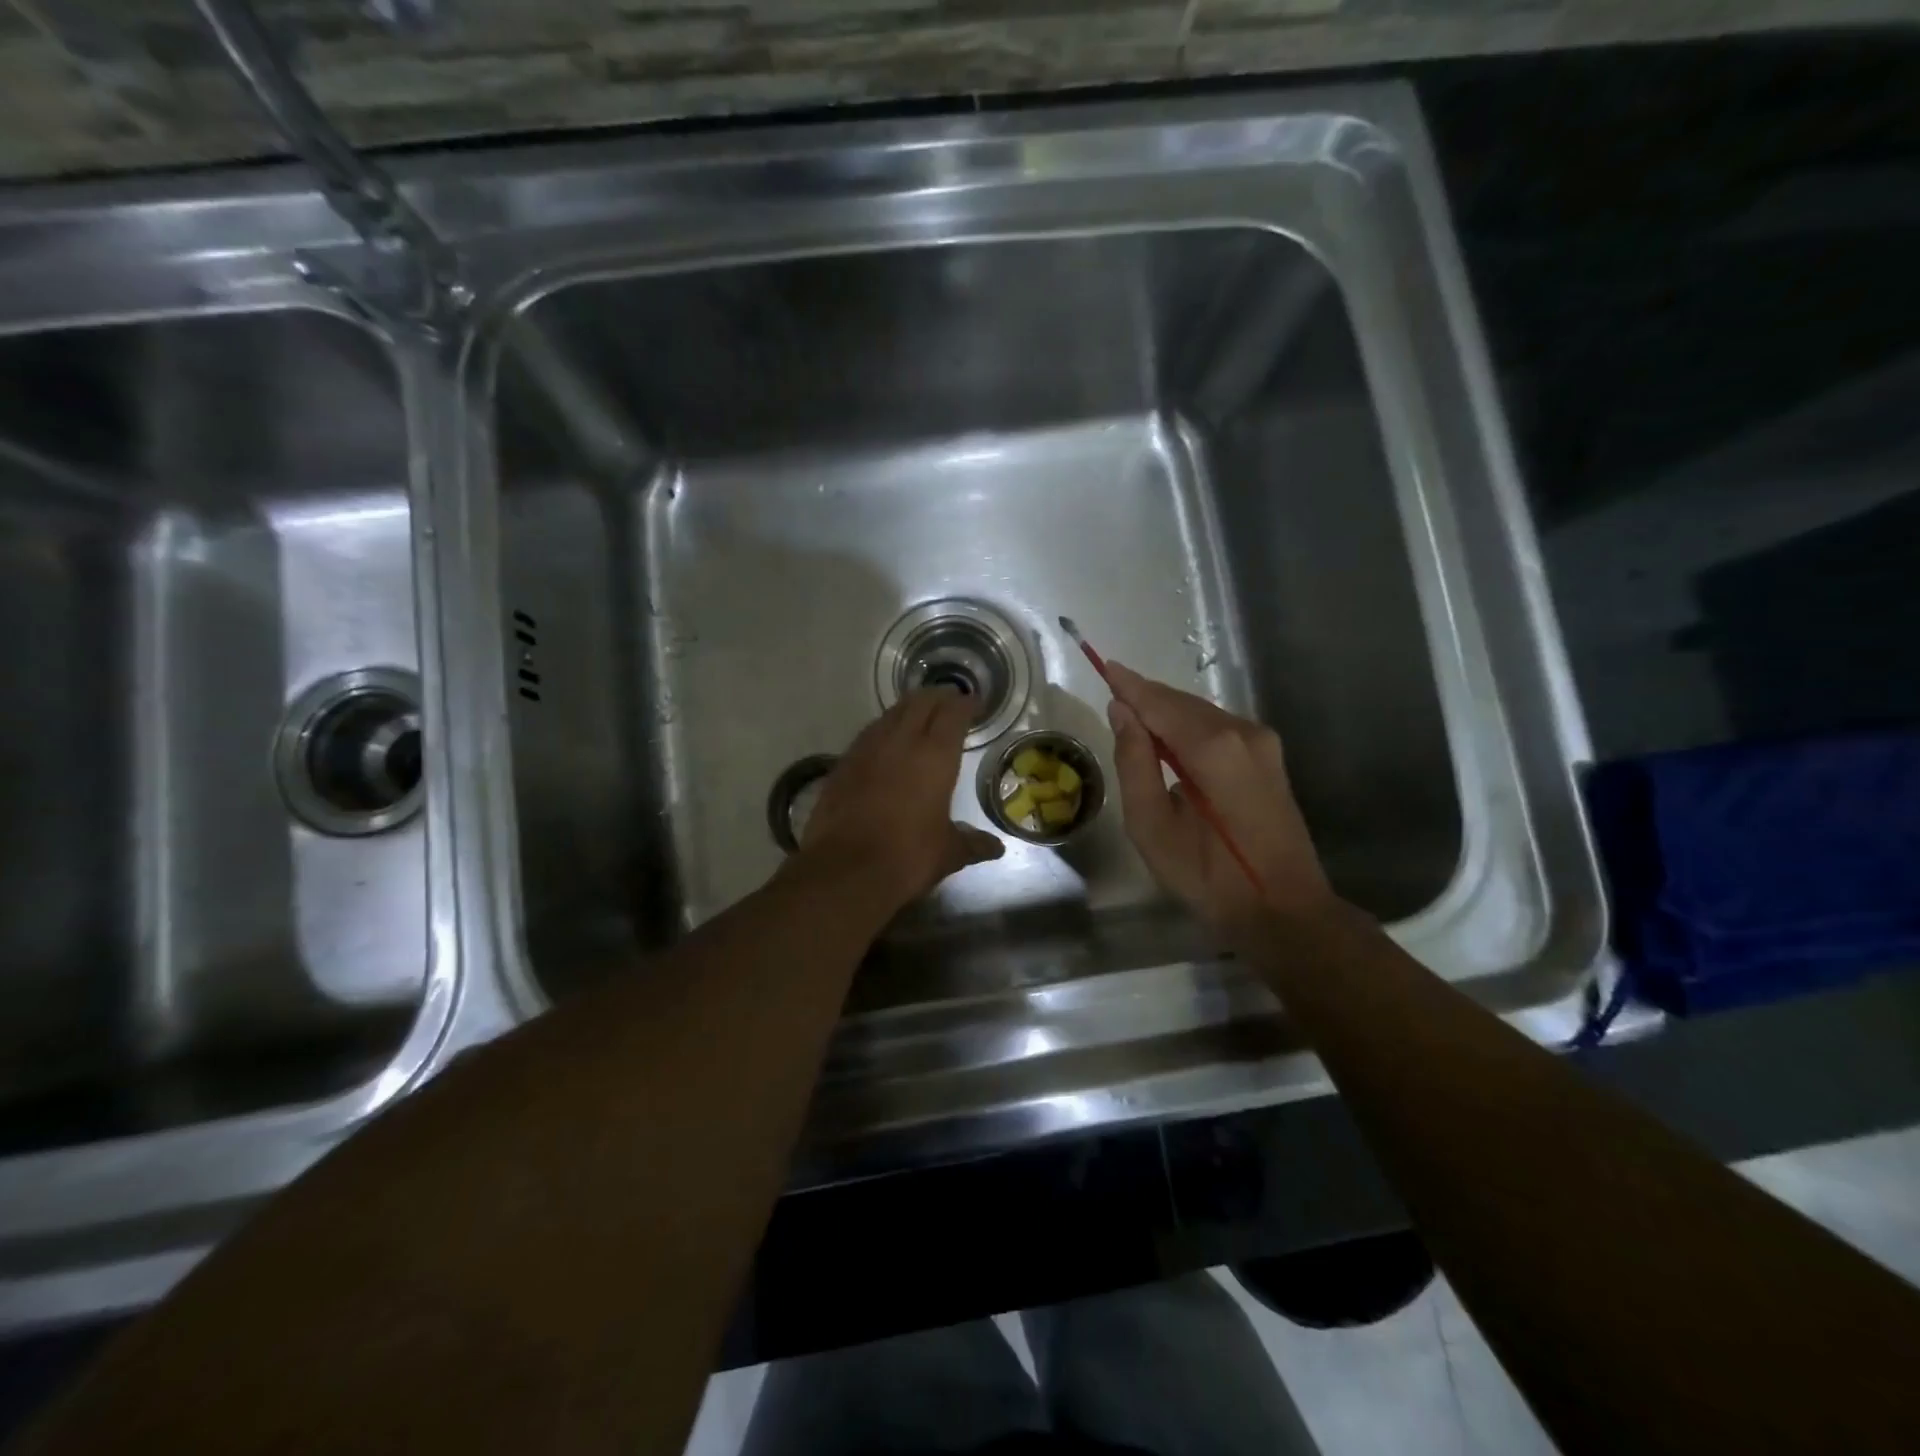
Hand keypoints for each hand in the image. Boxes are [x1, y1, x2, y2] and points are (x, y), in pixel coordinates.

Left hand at [799, 687, 1004, 913]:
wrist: (844, 870)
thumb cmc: (907, 857)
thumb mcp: (947, 853)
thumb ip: (972, 844)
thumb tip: (996, 848)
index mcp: (935, 756)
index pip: (953, 714)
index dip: (966, 704)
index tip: (975, 703)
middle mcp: (901, 742)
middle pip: (920, 702)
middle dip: (938, 697)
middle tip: (950, 701)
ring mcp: (867, 749)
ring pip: (891, 713)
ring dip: (909, 708)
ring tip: (920, 715)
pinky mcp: (842, 764)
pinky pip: (868, 734)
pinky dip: (883, 729)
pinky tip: (886, 742)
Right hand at [1104, 661, 1334, 928]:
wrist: (1283, 911)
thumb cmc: (1209, 876)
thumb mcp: (1152, 825)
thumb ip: (1133, 762)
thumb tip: (1121, 713)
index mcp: (1212, 747)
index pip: (1159, 702)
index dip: (1129, 685)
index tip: (1103, 664)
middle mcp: (1243, 732)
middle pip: (1182, 703)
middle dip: (1146, 698)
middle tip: (1112, 695)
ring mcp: (1262, 743)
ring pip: (1202, 713)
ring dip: (1167, 713)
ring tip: (1133, 719)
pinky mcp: (1269, 758)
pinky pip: (1218, 728)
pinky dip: (1188, 727)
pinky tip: (1169, 742)